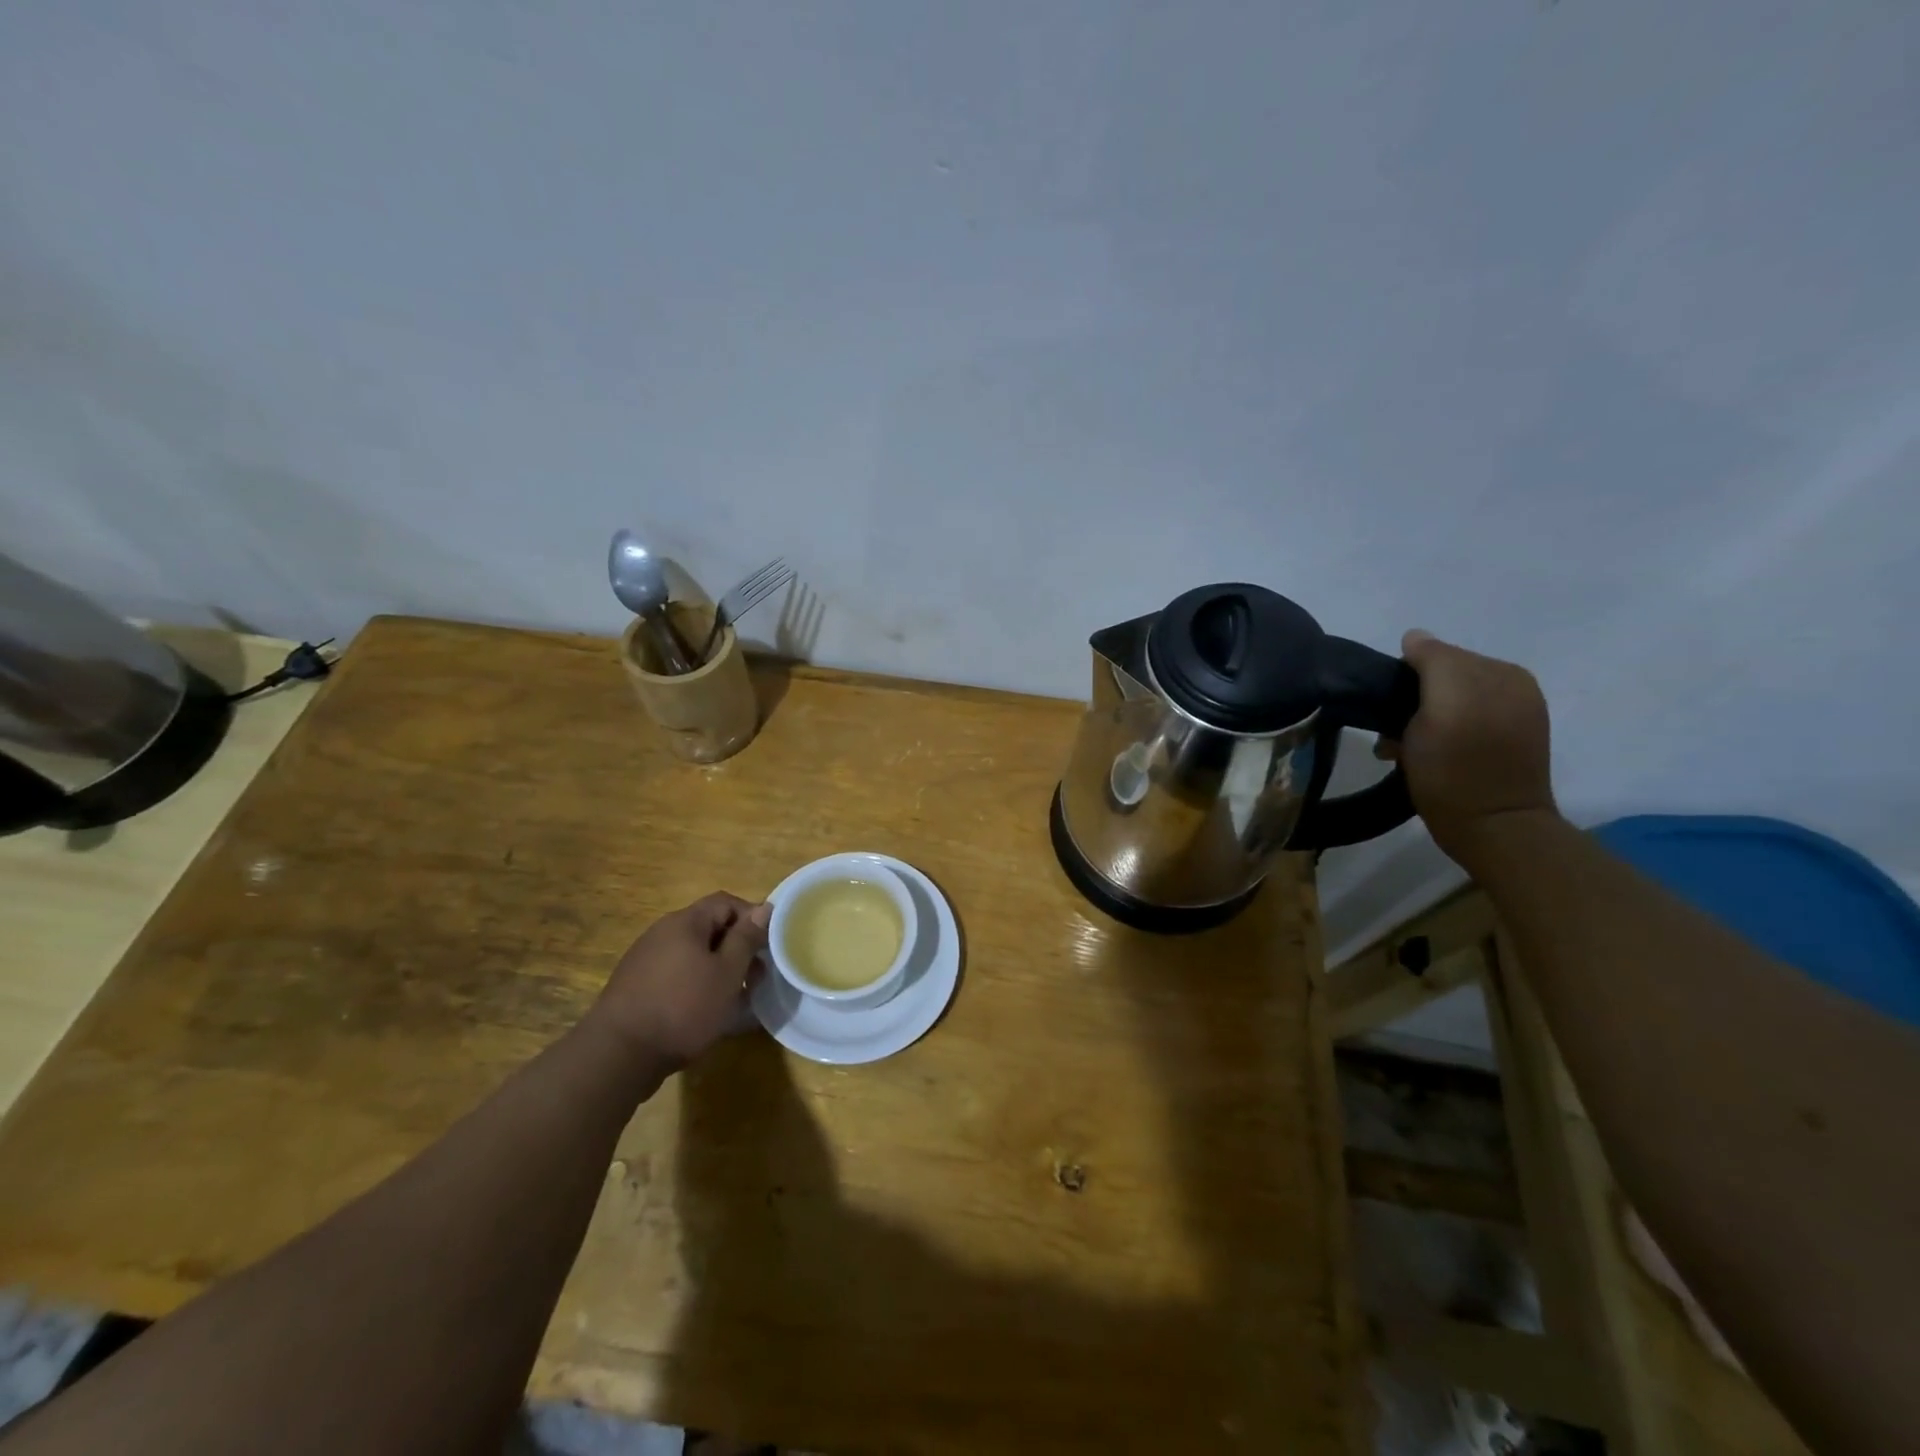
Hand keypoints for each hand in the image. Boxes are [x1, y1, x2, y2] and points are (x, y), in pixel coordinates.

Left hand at [589, 892, 770, 1068]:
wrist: (618, 1055)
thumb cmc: (683, 1008)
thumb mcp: (727, 973)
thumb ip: (746, 939)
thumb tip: (764, 908)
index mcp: (685, 922)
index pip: (726, 902)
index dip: (752, 918)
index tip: (769, 946)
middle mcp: (662, 932)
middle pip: (709, 928)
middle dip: (737, 948)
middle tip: (755, 978)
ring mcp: (645, 959)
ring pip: (693, 954)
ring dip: (718, 969)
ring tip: (734, 999)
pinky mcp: (636, 986)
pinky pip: (676, 974)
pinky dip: (696, 984)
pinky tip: (704, 1012)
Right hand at [1383, 630, 1557, 860]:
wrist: (1492, 830)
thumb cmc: (1456, 769)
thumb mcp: (1440, 706)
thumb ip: (1433, 661)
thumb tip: (1414, 637)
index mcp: (1501, 672)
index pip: (1438, 655)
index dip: (1405, 679)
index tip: (1387, 711)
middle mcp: (1512, 688)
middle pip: (1442, 679)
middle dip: (1412, 700)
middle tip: (1392, 734)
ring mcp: (1512, 717)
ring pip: (1447, 702)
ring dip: (1420, 721)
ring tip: (1404, 750)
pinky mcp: (1505, 745)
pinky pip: (1462, 723)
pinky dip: (1439, 734)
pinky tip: (1427, 756)